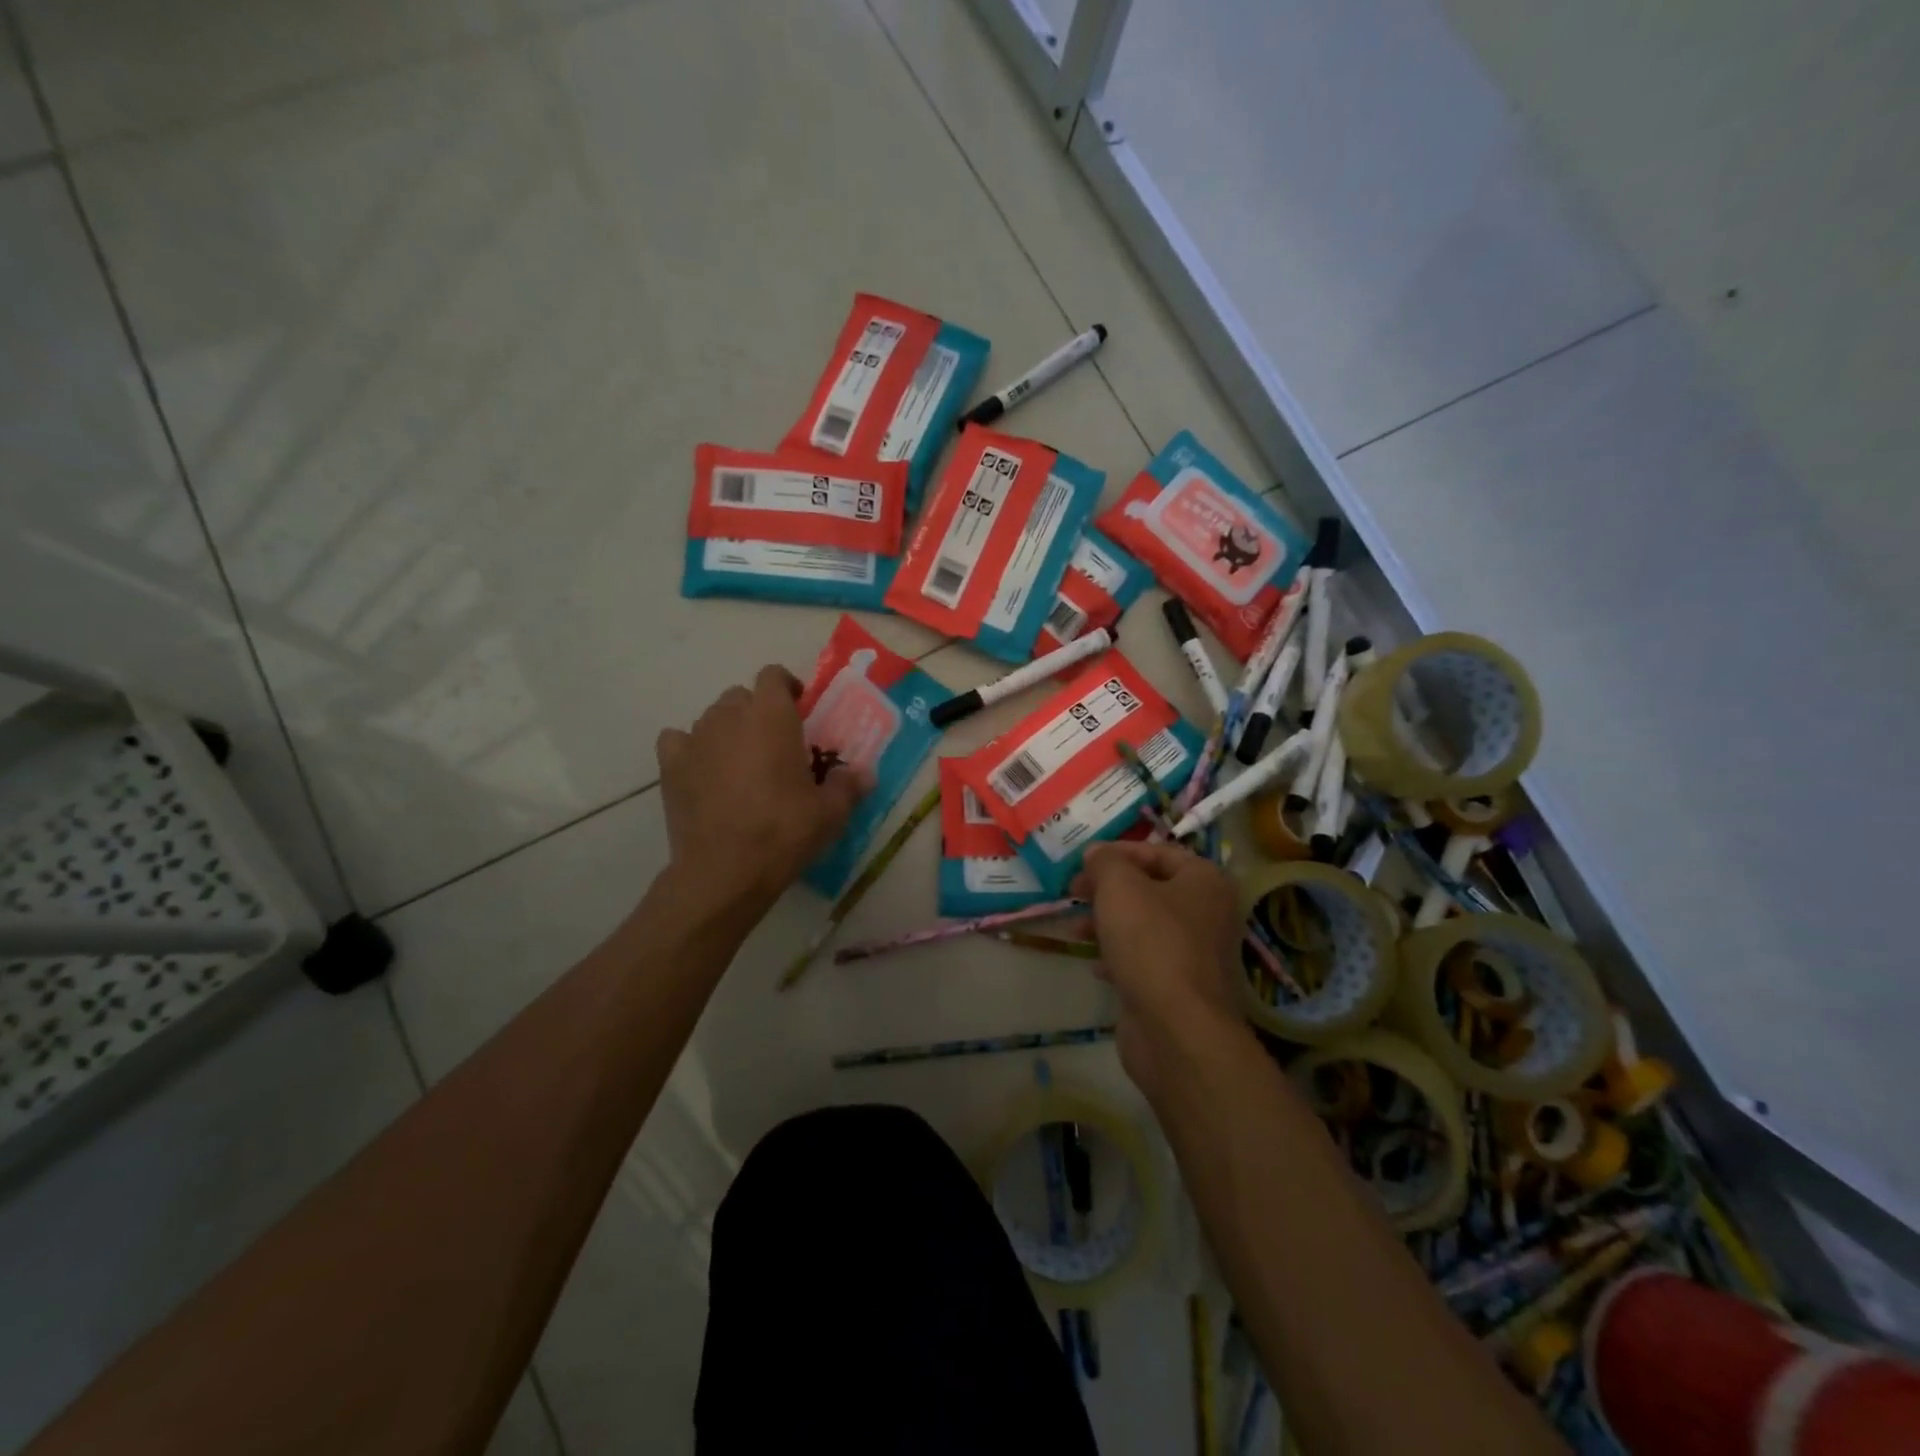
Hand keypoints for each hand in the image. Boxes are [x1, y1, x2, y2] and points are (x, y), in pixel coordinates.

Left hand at [656, 666, 868, 919]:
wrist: (726, 869)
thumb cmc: (784, 831)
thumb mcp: (830, 812)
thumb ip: (847, 785)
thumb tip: (863, 774)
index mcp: (771, 716)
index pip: (773, 675)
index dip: (786, 687)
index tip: (798, 709)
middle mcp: (730, 716)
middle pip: (741, 696)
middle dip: (757, 712)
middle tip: (774, 744)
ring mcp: (695, 739)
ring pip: (712, 718)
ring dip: (728, 730)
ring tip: (741, 763)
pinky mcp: (670, 765)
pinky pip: (678, 740)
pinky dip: (691, 748)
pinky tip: (702, 769)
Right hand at [1074, 841, 1247, 1094]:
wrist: (1176, 1029)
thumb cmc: (1151, 943)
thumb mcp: (1120, 887)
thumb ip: (1106, 862)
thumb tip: (1096, 853)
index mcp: (1205, 881)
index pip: (1159, 851)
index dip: (1118, 852)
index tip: (1083, 861)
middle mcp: (1207, 913)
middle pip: (1150, 888)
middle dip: (1108, 888)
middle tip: (1073, 892)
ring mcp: (1195, 953)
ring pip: (1144, 924)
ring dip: (1107, 922)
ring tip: (1075, 929)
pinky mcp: (1179, 987)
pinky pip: (1144, 959)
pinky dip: (1118, 956)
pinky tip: (1096, 965)